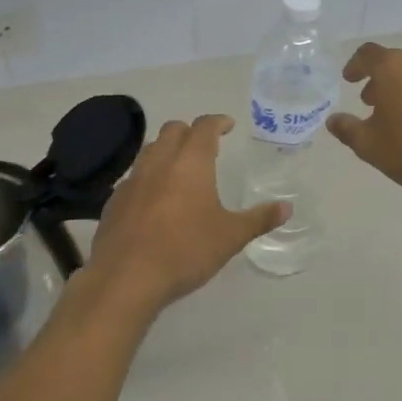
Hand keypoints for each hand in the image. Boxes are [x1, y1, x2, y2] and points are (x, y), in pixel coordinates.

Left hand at [81, 115, 287, 319]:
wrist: (126, 278)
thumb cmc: (185, 251)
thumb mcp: (230, 237)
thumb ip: (258, 219)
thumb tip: (287, 208)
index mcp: (190, 163)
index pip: (204, 127)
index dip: (218, 122)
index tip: (228, 125)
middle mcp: (159, 162)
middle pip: (172, 130)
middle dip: (190, 132)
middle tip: (205, 146)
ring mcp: (132, 180)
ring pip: (150, 150)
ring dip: (166, 150)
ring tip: (180, 169)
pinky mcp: (114, 201)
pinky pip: (134, 177)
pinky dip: (148, 177)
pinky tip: (155, 200)